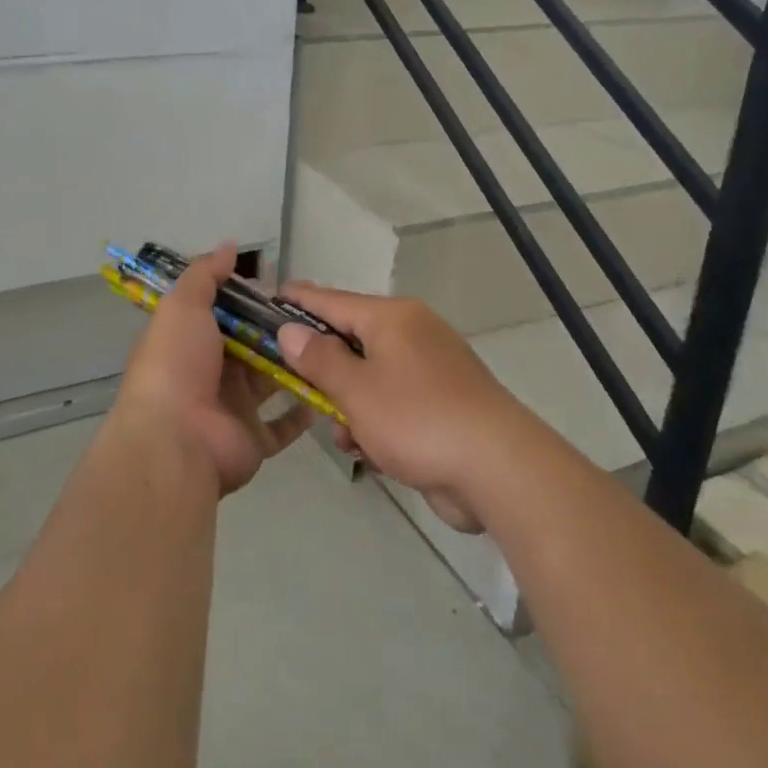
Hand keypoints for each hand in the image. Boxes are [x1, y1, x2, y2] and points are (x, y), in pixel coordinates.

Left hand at [113, 243, 310, 495]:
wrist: (175, 440)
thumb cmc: (177, 365)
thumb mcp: (183, 306)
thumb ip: (205, 275)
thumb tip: (228, 246)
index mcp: (191, 342)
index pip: (224, 314)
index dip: (249, 299)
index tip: (283, 286)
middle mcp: (211, 374)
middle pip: (251, 347)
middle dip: (278, 331)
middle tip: (316, 315)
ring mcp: (233, 409)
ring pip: (270, 382)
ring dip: (294, 367)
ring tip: (329, 346)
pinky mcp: (253, 440)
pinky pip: (282, 426)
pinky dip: (301, 412)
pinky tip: (326, 391)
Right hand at [276, 285, 527, 532]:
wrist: (499, 469)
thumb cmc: (417, 419)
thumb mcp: (356, 390)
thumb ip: (319, 359)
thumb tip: (291, 330)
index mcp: (392, 317)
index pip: (332, 300)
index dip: (297, 301)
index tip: (268, 299)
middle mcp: (413, 332)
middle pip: (352, 339)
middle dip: (325, 370)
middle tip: (297, 387)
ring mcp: (432, 368)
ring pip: (371, 376)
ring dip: (350, 405)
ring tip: (345, 438)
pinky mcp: (444, 402)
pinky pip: (395, 401)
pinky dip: (377, 421)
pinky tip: (370, 452)